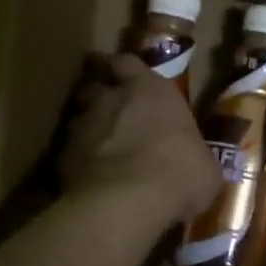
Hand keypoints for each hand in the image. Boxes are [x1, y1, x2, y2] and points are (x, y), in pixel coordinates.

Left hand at [60, 55, 220, 226]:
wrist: (126, 203)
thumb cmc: (179, 173)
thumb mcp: (204, 166)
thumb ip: (194, 154)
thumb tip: (197, 162)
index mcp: (150, 90)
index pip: (128, 62)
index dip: (124, 69)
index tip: (124, 76)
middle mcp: (111, 99)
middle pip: (96, 85)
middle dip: (100, 95)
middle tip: (111, 112)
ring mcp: (82, 126)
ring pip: (79, 118)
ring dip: (88, 129)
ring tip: (99, 148)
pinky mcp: (61, 157)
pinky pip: (69, 152)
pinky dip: (78, 161)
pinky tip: (89, 179)